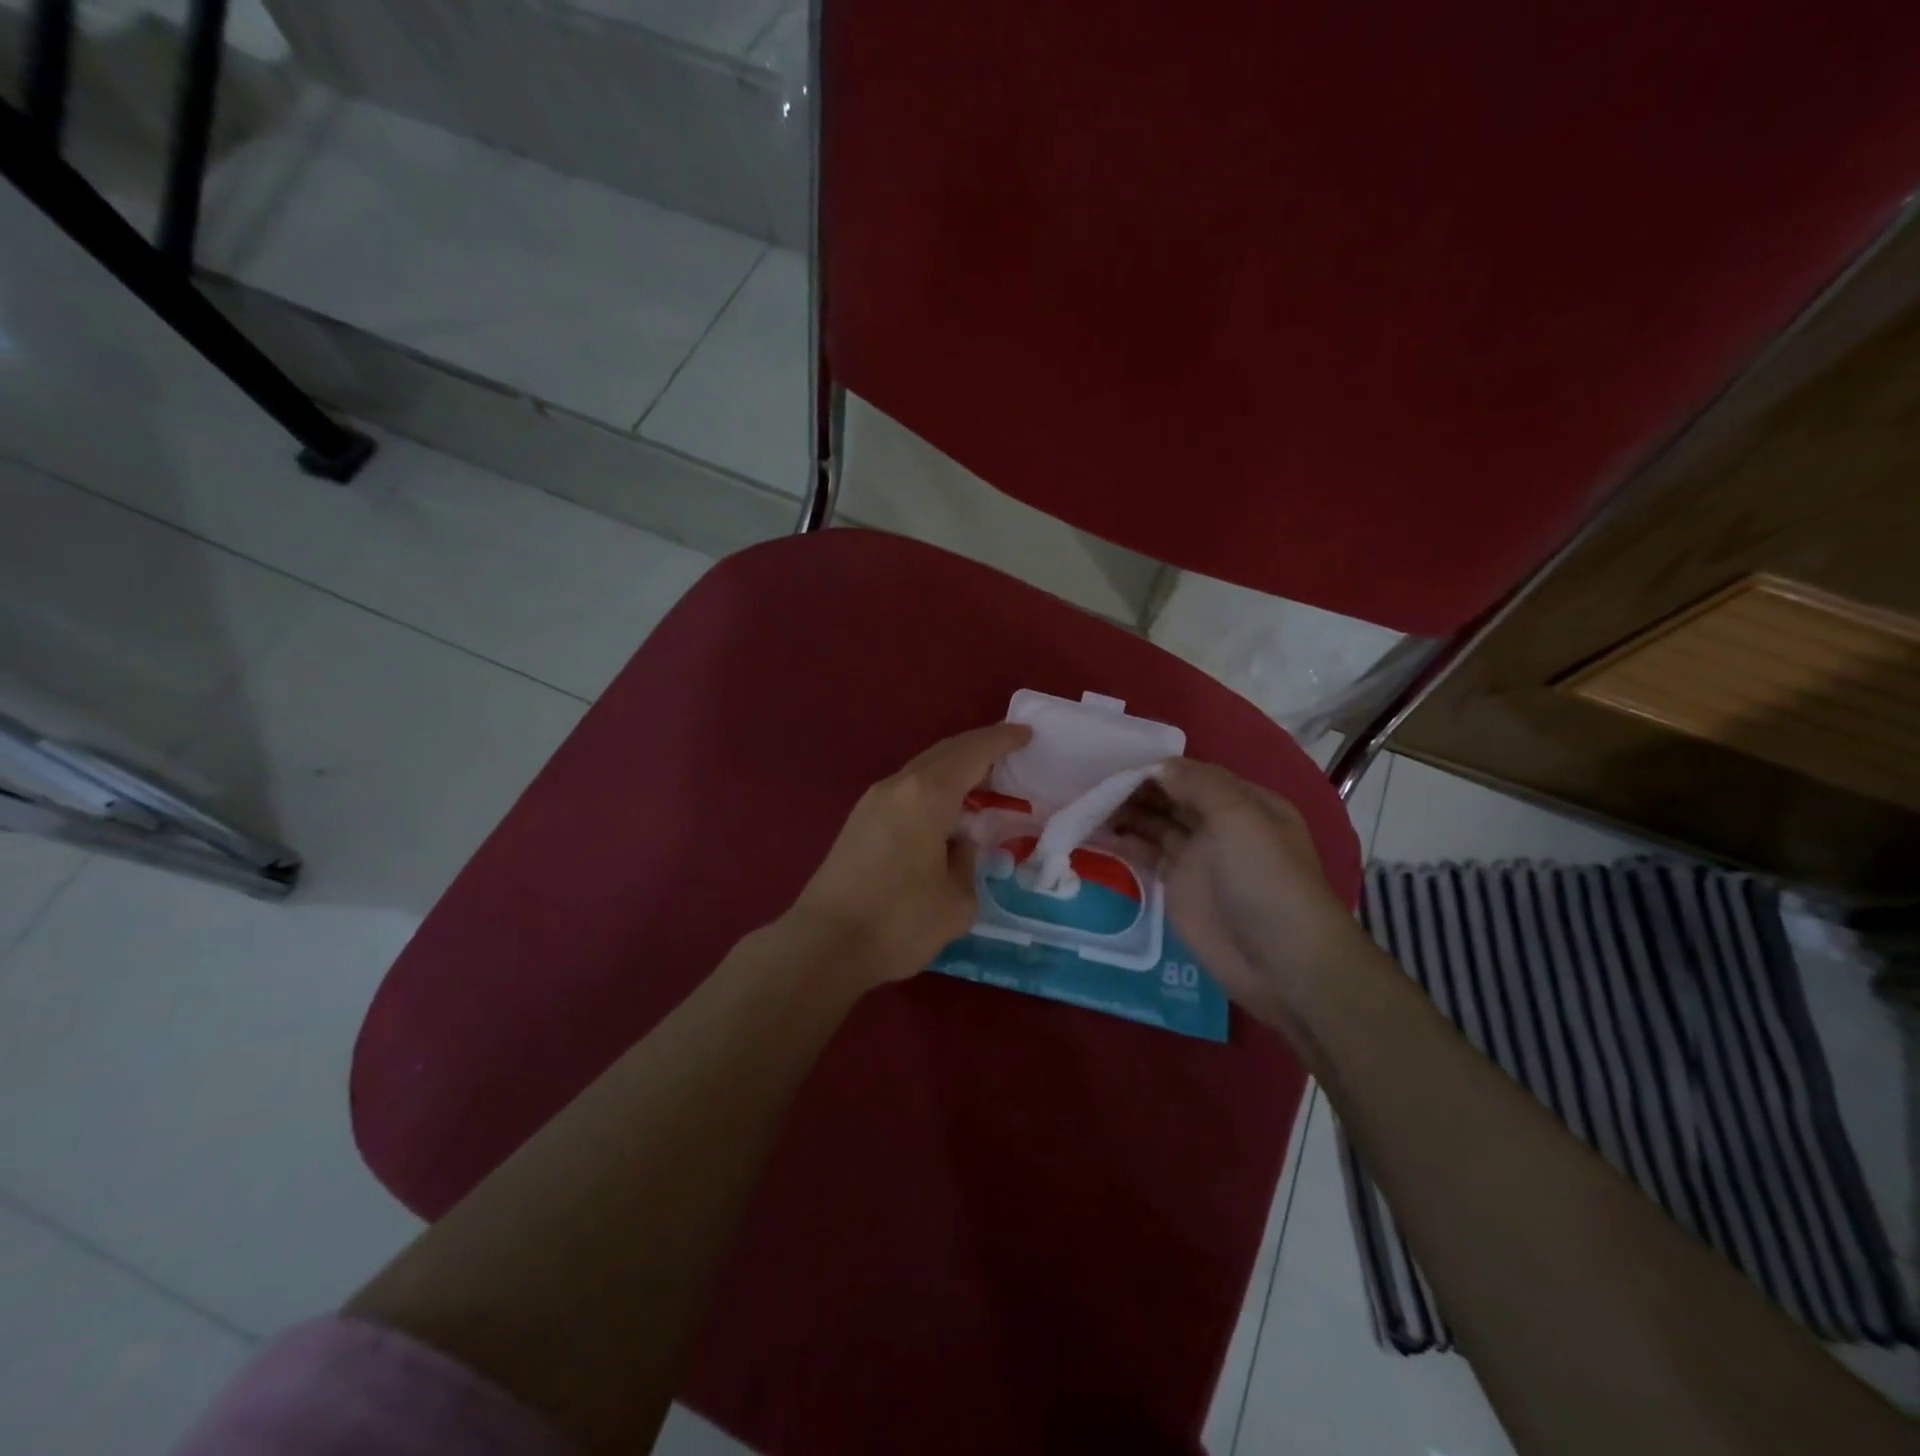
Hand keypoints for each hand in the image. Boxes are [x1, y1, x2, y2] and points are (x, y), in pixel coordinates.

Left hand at [787, 722, 1033, 987]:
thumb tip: (957, 845)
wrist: (823, 944)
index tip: (1026, 733)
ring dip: (953, 769)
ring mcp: (872, 802)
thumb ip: (967, 862)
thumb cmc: (898, 922)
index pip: (972, 753)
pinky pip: (906, 789)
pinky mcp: (858, 822)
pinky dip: (933, 788)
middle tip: (1010, 752)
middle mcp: (897, 786)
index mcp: (927, 795)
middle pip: (944, 752)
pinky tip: (945, 810)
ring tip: (982, 782)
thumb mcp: (956, 901)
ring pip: (922, 770)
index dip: (1001, 740)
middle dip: (978, 747)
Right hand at [1114, 759, 1370, 1029]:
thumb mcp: (1239, 817)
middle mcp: (1220, 824)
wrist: (1281, 962)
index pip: (1191, 774)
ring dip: (1124, 813)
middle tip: (1091, 783)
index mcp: (1243, 801)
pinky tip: (1096, 833)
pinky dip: (1124, 843)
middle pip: (1170, 797)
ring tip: (1086, 805)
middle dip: (1135, 789)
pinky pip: (1147, 855)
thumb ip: (1198, 784)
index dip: (1155, 768)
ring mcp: (1198, 856)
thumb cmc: (1264, 879)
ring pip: (1155, 824)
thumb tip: (1158, 767)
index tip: (1114, 763)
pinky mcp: (1179, 887)